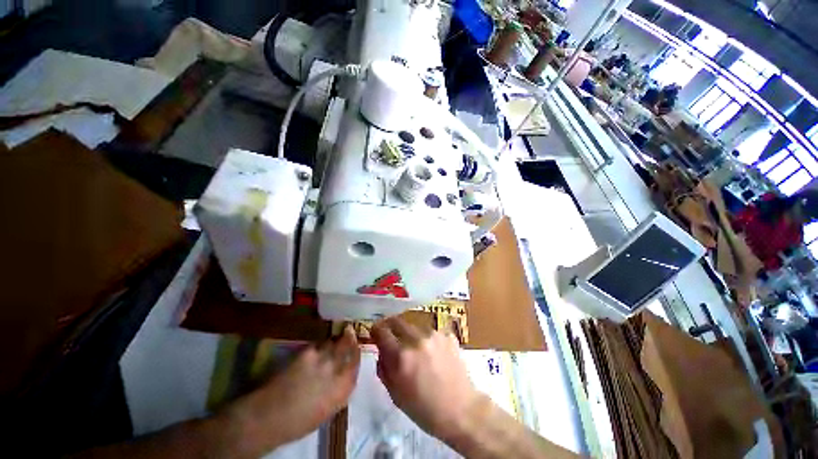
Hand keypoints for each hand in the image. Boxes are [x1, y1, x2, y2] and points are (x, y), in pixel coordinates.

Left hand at [225, 325, 360, 453]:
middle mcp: (338, 370)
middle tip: (349, 331)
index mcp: (344, 388)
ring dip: (334, 340)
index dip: (357, 352)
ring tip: (332, 339)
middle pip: (348, 346)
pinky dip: (318, 345)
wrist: (271, 416)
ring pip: (333, 342)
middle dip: (349, 338)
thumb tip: (343, 376)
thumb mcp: (327, 410)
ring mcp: (323, 359)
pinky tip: (314, 349)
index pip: (356, 363)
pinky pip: (317, 345)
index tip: (356, 346)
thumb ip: (339, 390)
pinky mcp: (308, 353)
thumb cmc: (300, 422)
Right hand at [372, 318, 481, 442]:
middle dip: (391, 327)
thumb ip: (384, 368)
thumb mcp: (395, 394)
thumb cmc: (424, 409)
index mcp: (401, 356)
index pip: (382, 331)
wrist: (461, 411)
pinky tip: (433, 354)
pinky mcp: (447, 335)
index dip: (376, 330)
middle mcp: (417, 339)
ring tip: (416, 350)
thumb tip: (381, 350)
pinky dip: (427, 339)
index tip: (375, 333)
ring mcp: (434, 335)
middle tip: (392, 337)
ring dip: (410, 334)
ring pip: (414, 325)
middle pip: (397, 321)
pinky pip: (430, 332)